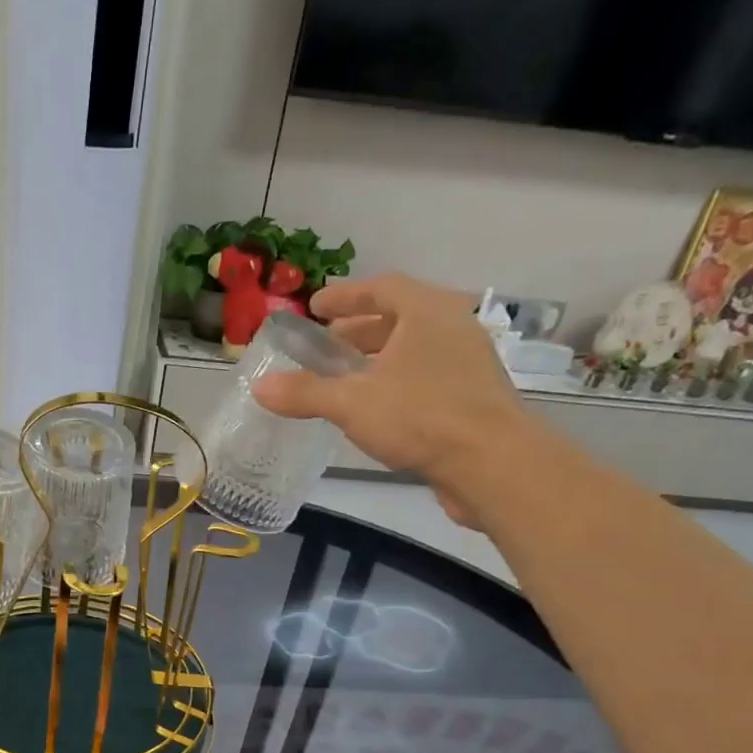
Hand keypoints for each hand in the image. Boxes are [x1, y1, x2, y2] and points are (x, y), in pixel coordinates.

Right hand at [251, 273, 533, 526]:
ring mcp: (468, 363)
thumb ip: (305, 393)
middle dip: (359, 331)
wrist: (492, 463)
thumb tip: (260, 388)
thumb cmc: (421, 417)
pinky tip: (375, 409)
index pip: (382, 288)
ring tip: (344, 379)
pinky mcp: (473, 398)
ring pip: (413, 350)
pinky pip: (425, 377)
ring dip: (377, 359)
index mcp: (427, 312)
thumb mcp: (352, 403)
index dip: (346, 296)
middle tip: (325, 346)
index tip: (316, 307)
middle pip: (399, 318)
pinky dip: (396, 383)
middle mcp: (452, 328)